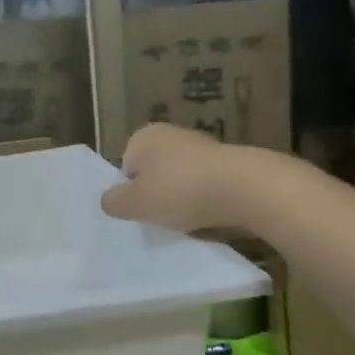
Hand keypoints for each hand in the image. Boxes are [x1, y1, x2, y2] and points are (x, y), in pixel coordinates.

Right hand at [101, 123, 248, 234]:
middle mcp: (171, 134)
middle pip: (153, 174)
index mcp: (144, 136)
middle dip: (157, 195)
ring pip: (180, 181)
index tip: (141, 211)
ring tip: (188, 221)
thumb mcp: (134, 204)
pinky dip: (205, 201)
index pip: (125, 168)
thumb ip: (113, 202)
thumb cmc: (179, 191)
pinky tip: (209, 217)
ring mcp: (202, 146)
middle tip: (161, 219)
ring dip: (182, 200)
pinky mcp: (227, 163)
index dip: (130, 192)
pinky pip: (205, 187)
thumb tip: (110, 200)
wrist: (244, 188)